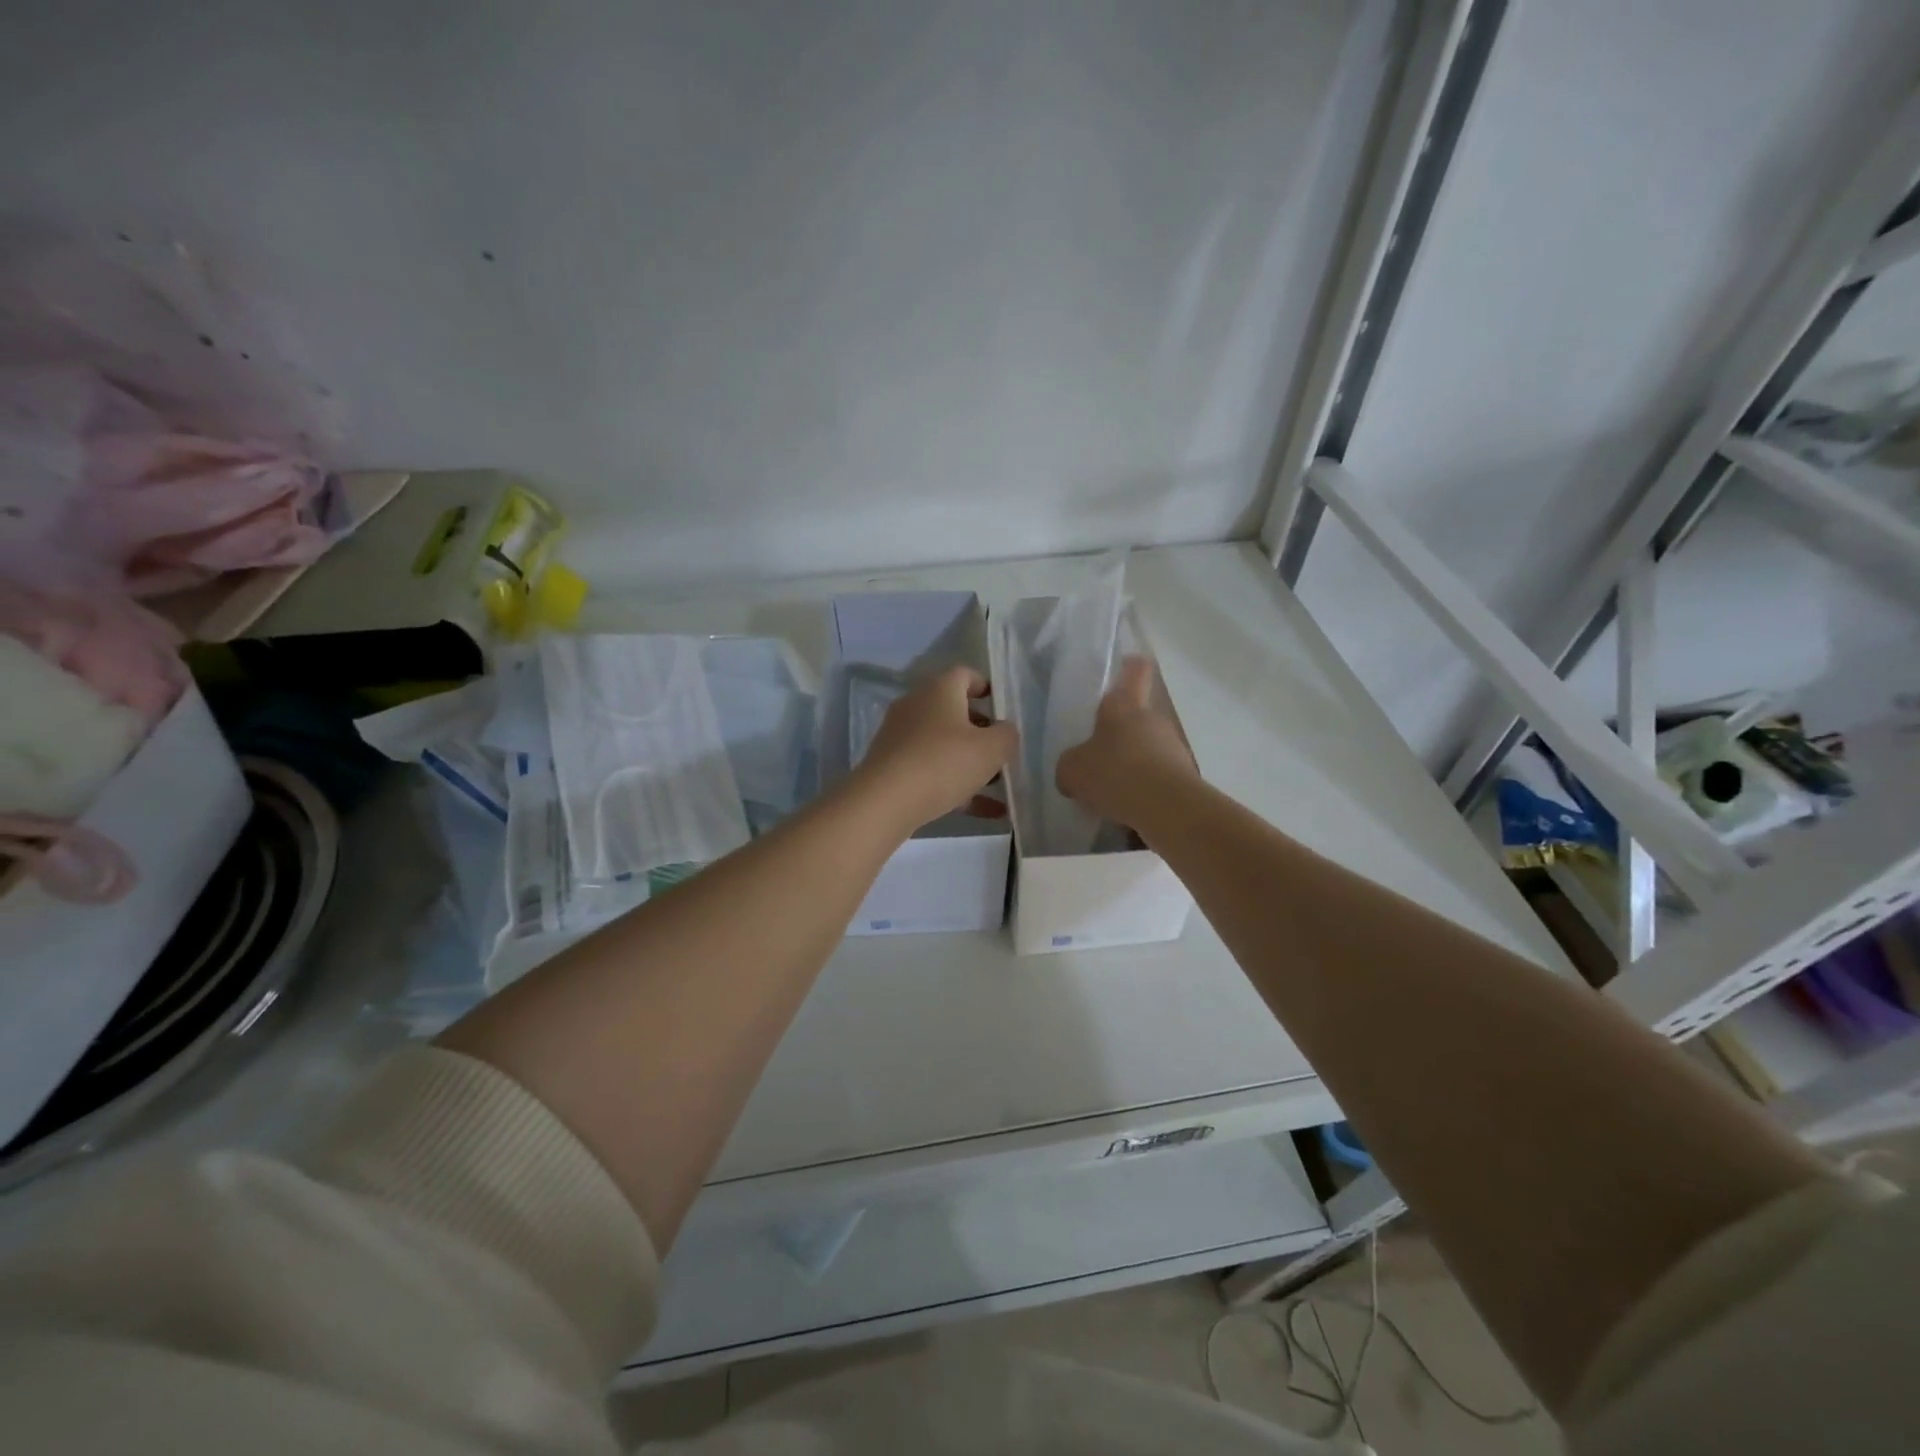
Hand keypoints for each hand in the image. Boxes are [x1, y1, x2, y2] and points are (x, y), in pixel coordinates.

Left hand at [854, 666, 1018, 832]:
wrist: (885, 802)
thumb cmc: (943, 762)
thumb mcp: (991, 749)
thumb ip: (1006, 735)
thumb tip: (1004, 731)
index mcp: (939, 690)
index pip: (964, 675)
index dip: (986, 687)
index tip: (1002, 707)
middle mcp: (916, 706)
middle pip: (954, 711)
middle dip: (981, 731)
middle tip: (1002, 751)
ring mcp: (900, 737)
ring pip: (943, 744)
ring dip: (970, 762)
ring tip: (999, 786)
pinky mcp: (892, 767)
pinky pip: (932, 771)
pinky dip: (957, 786)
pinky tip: (986, 812)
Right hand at [1055, 657, 1196, 826]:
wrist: (1168, 808)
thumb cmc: (1115, 774)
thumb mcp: (1072, 771)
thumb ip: (1069, 765)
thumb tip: (1073, 770)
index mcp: (1124, 706)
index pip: (1134, 671)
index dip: (1129, 667)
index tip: (1122, 669)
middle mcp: (1151, 719)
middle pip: (1135, 718)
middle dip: (1117, 735)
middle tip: (1095, 756)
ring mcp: (1172, 746)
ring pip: (1146, 749)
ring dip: (1131, 764)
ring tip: (1109, 792)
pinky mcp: (1184, 776)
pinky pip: (1156, 777)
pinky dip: (1143, 789)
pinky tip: (1126, 810)